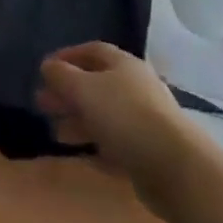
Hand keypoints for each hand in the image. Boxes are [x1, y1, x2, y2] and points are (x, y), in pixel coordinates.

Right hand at [36, 42, 210, 210]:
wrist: (179, 171)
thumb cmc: (125, 117)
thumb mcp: (81, 88)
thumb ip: (59, 75)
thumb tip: (48, 67)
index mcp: (124, 66)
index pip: (92, 51)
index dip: (67, 56)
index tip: (45, 69)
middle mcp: (138, 89)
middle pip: (96, 85)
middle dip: (68, 93)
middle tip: (43, 104)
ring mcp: (148, 123)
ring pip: (105, 116)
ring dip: (79, 122)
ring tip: (57, 133)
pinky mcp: (152, 154)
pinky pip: (118, 145)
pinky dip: (98, 147)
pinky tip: (82, 155)